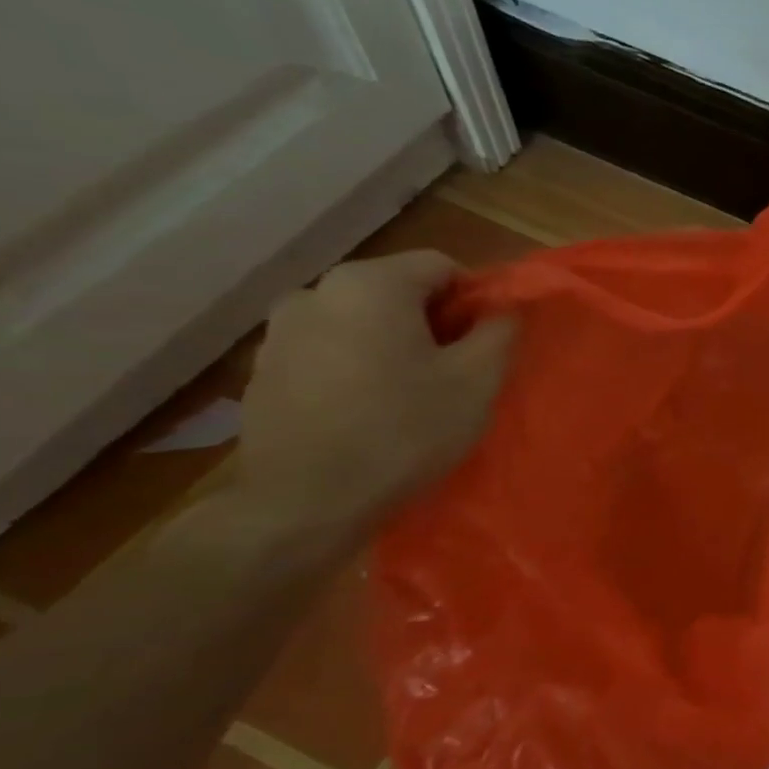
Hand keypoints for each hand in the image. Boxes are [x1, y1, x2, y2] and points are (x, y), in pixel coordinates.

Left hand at [234, 251, 515, 531]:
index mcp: (370, 284)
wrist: (305, 501)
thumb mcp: (477, 381)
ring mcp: (280, 330)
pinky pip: (328, 350)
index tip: (487, 344)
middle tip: (455, 372)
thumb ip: (499, 332)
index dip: (474, 300)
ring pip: (360, 321)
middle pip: (396, 291)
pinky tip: (368, 410)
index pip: (441, 266)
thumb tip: (505, 309)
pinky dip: (355, 366)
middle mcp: (316, 291)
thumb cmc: (404, 431)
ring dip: (391, 344)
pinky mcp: (263, 369)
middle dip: (432, 323)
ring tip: (410, 394)